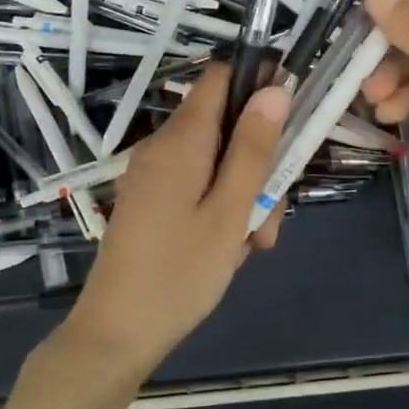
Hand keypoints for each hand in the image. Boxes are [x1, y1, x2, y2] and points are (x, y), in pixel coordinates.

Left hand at [63, 63, 288, 375]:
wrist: (117, 332)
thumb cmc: (180, 273)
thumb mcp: (230, 211)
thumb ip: (253, 148)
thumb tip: (275, 88)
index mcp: (180, 140)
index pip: (219, 76)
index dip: (257, 82)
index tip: (292, 116)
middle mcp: (162, 146)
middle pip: (224, 125)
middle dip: (258, 160)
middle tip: (273, 213)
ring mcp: (154, 174)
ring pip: (216, 161)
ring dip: (244, 194)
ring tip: (253, 243)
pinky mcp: (152, 200)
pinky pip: (197, 185)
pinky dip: (221, 207)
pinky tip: (230, 248)